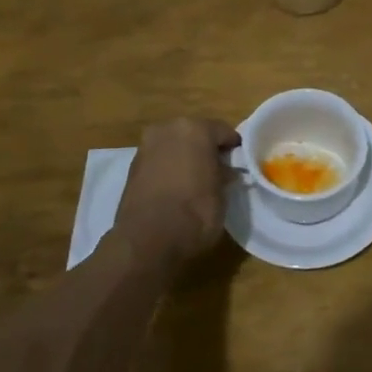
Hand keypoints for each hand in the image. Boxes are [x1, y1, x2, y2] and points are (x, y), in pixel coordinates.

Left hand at [114, 117, 241, 265]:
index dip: (233, 146)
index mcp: (195, 130)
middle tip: (218, 168)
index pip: (223, 131)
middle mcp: (168, 130)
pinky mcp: (132, 167)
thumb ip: (223, 176)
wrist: (147, 241)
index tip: (240, 160)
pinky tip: (176, 187)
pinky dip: (168, 168)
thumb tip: (224, 171)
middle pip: (194, 133)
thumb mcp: (221, 195)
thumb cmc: (194, 213)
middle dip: (206, 148)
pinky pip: (159, 160)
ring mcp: (146, 147)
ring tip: (196, 179)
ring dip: (185, 157)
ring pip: (174, 145)